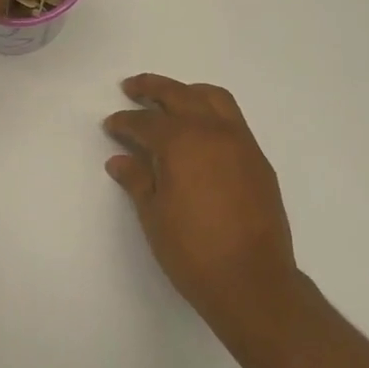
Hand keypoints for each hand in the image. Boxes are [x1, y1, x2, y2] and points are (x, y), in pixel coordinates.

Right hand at [104, 75, 299, 320]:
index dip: (124, 122)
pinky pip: (233, 119)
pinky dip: (212, 111)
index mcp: (183, 142)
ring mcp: (241, 143)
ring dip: (188, 92)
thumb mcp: (154, 215)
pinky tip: (200, 130)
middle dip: (152, 88)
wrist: (252, 280)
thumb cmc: (193, 251)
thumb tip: (120, 160)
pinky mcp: (258, 159)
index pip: (146, 122)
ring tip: (170, 99)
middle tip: (131, 87)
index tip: (111, 124)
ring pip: (213, 98)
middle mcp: (214, 131)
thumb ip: (137, 180)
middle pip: (180, 95)